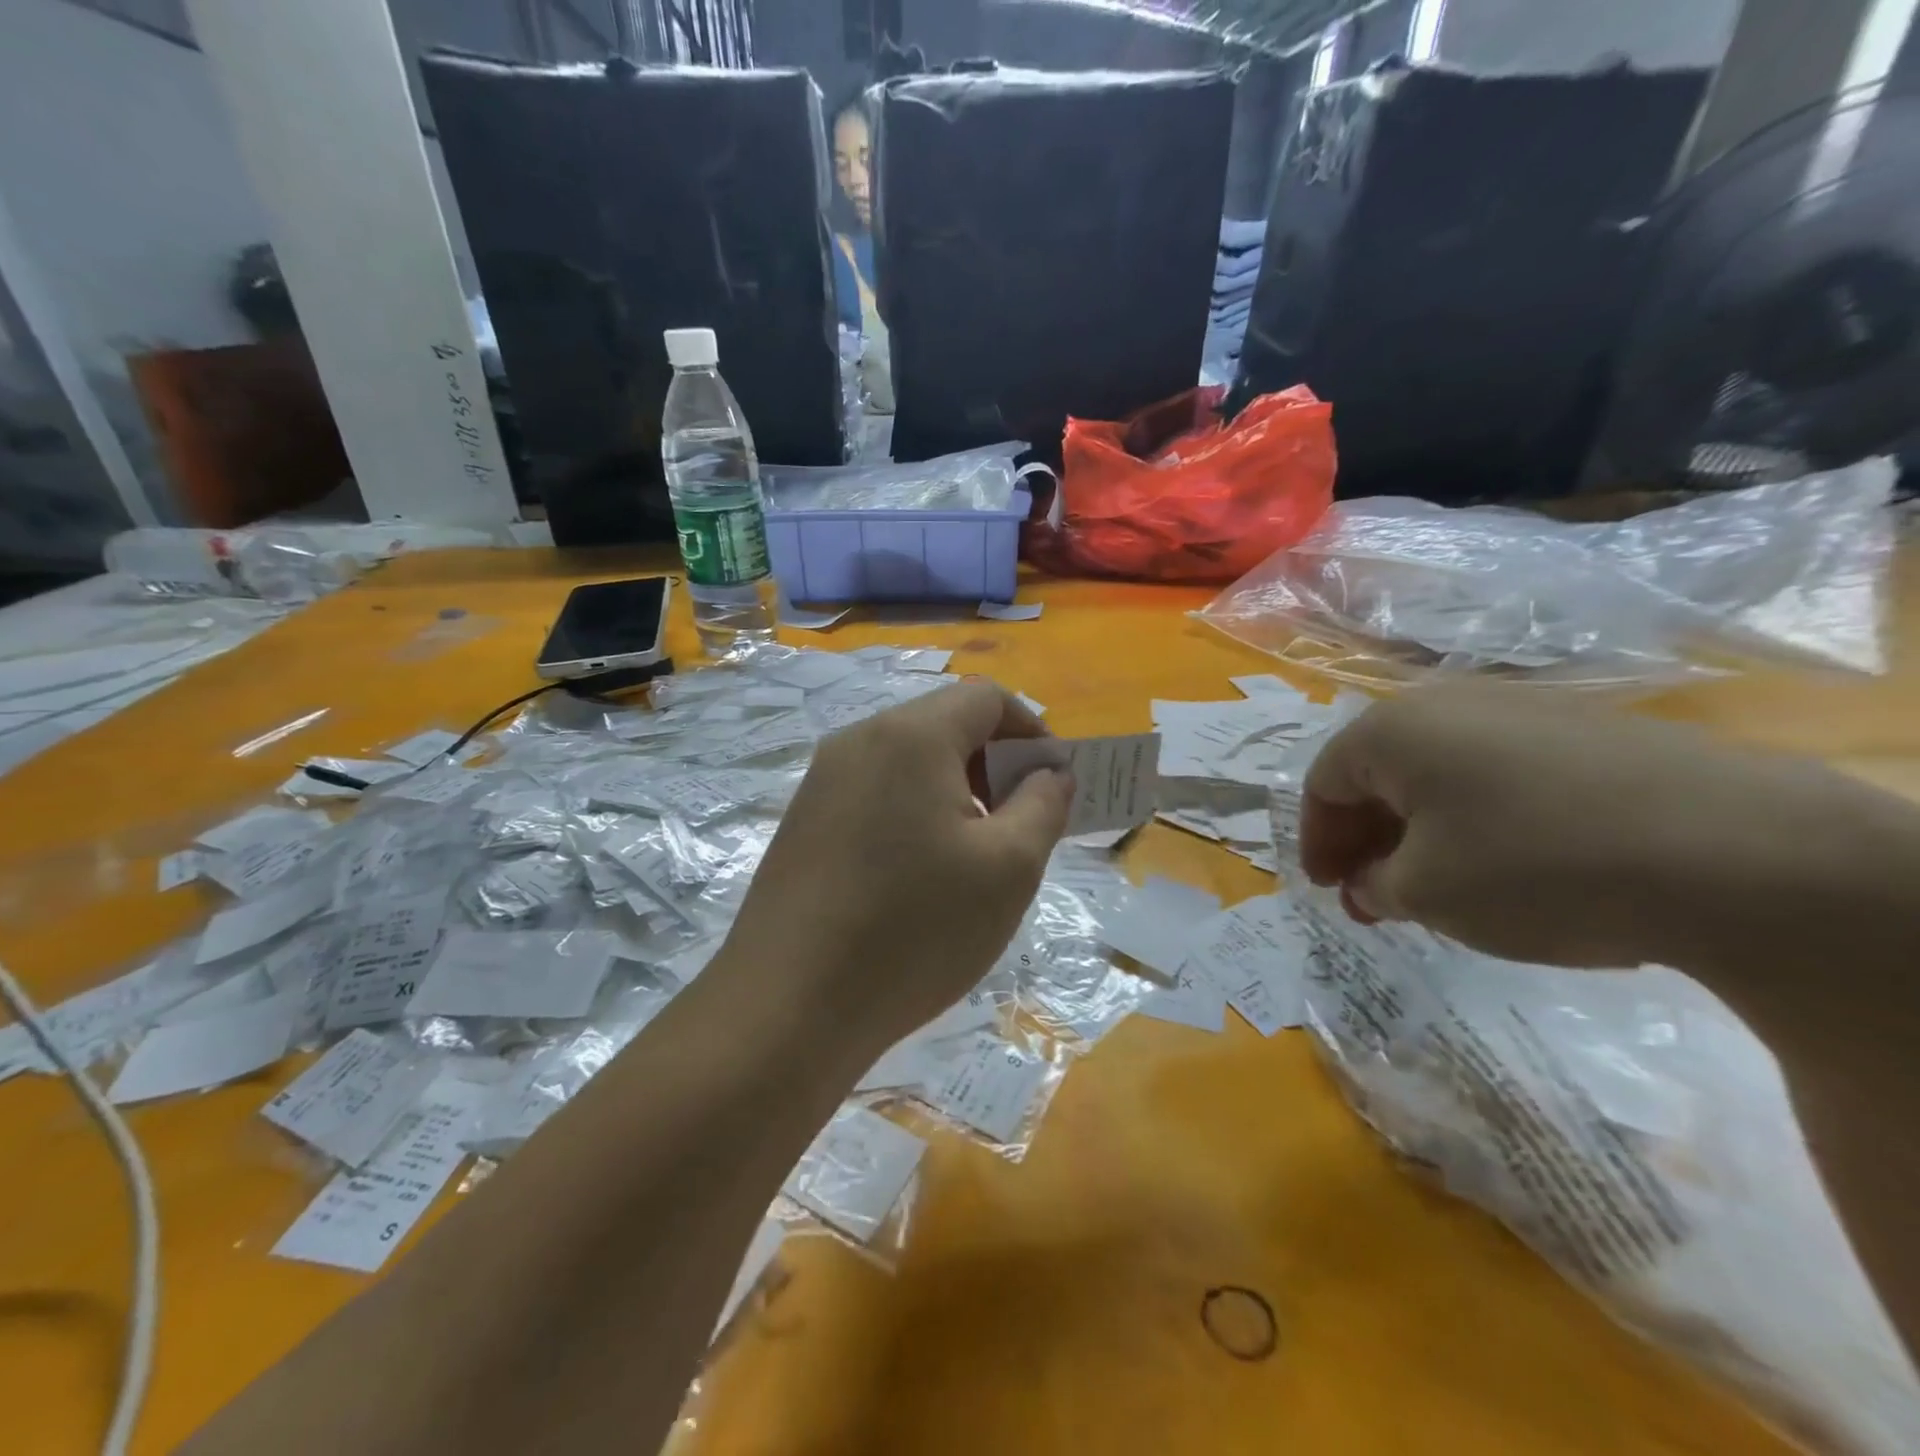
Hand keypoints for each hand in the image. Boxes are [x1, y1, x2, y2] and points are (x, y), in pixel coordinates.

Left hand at [722, 680, 1071, 1052]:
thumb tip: (1050, 772)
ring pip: (908, 761)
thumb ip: (1044, 804)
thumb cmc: (914, 928)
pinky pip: (875, 793)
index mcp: (910, 735)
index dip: (1032, 730)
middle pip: (944, 724)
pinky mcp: (803, 820)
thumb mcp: (1008, 867)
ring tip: (973, 856)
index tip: (1051, 784)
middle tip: (1019, 826)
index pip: (987, 697)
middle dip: (994, 763)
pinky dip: (913, 812)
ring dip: (955, 790)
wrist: (788, 1006)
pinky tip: (917, 876)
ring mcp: (822, 781)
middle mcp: (859, 740)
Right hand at [1300, 686, 1880, 969]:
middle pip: (1379, 774)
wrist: (1739, 852)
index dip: (1317, 841)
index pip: (1323, 783)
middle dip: (1368, 840)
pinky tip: (1507, 865)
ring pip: (1440, 774)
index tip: (1328, 890)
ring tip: (1438, 888)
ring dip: (1421, 832)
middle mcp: (1447, 704)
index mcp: (1391, 730)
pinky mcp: (1586, 730)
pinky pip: (1499, 774)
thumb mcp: (1426, 894)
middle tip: (1374, 898)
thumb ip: (1375, 887)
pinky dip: (1478, 819)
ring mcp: (1523, 709)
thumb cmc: (1534, 866)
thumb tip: (1370, 885)